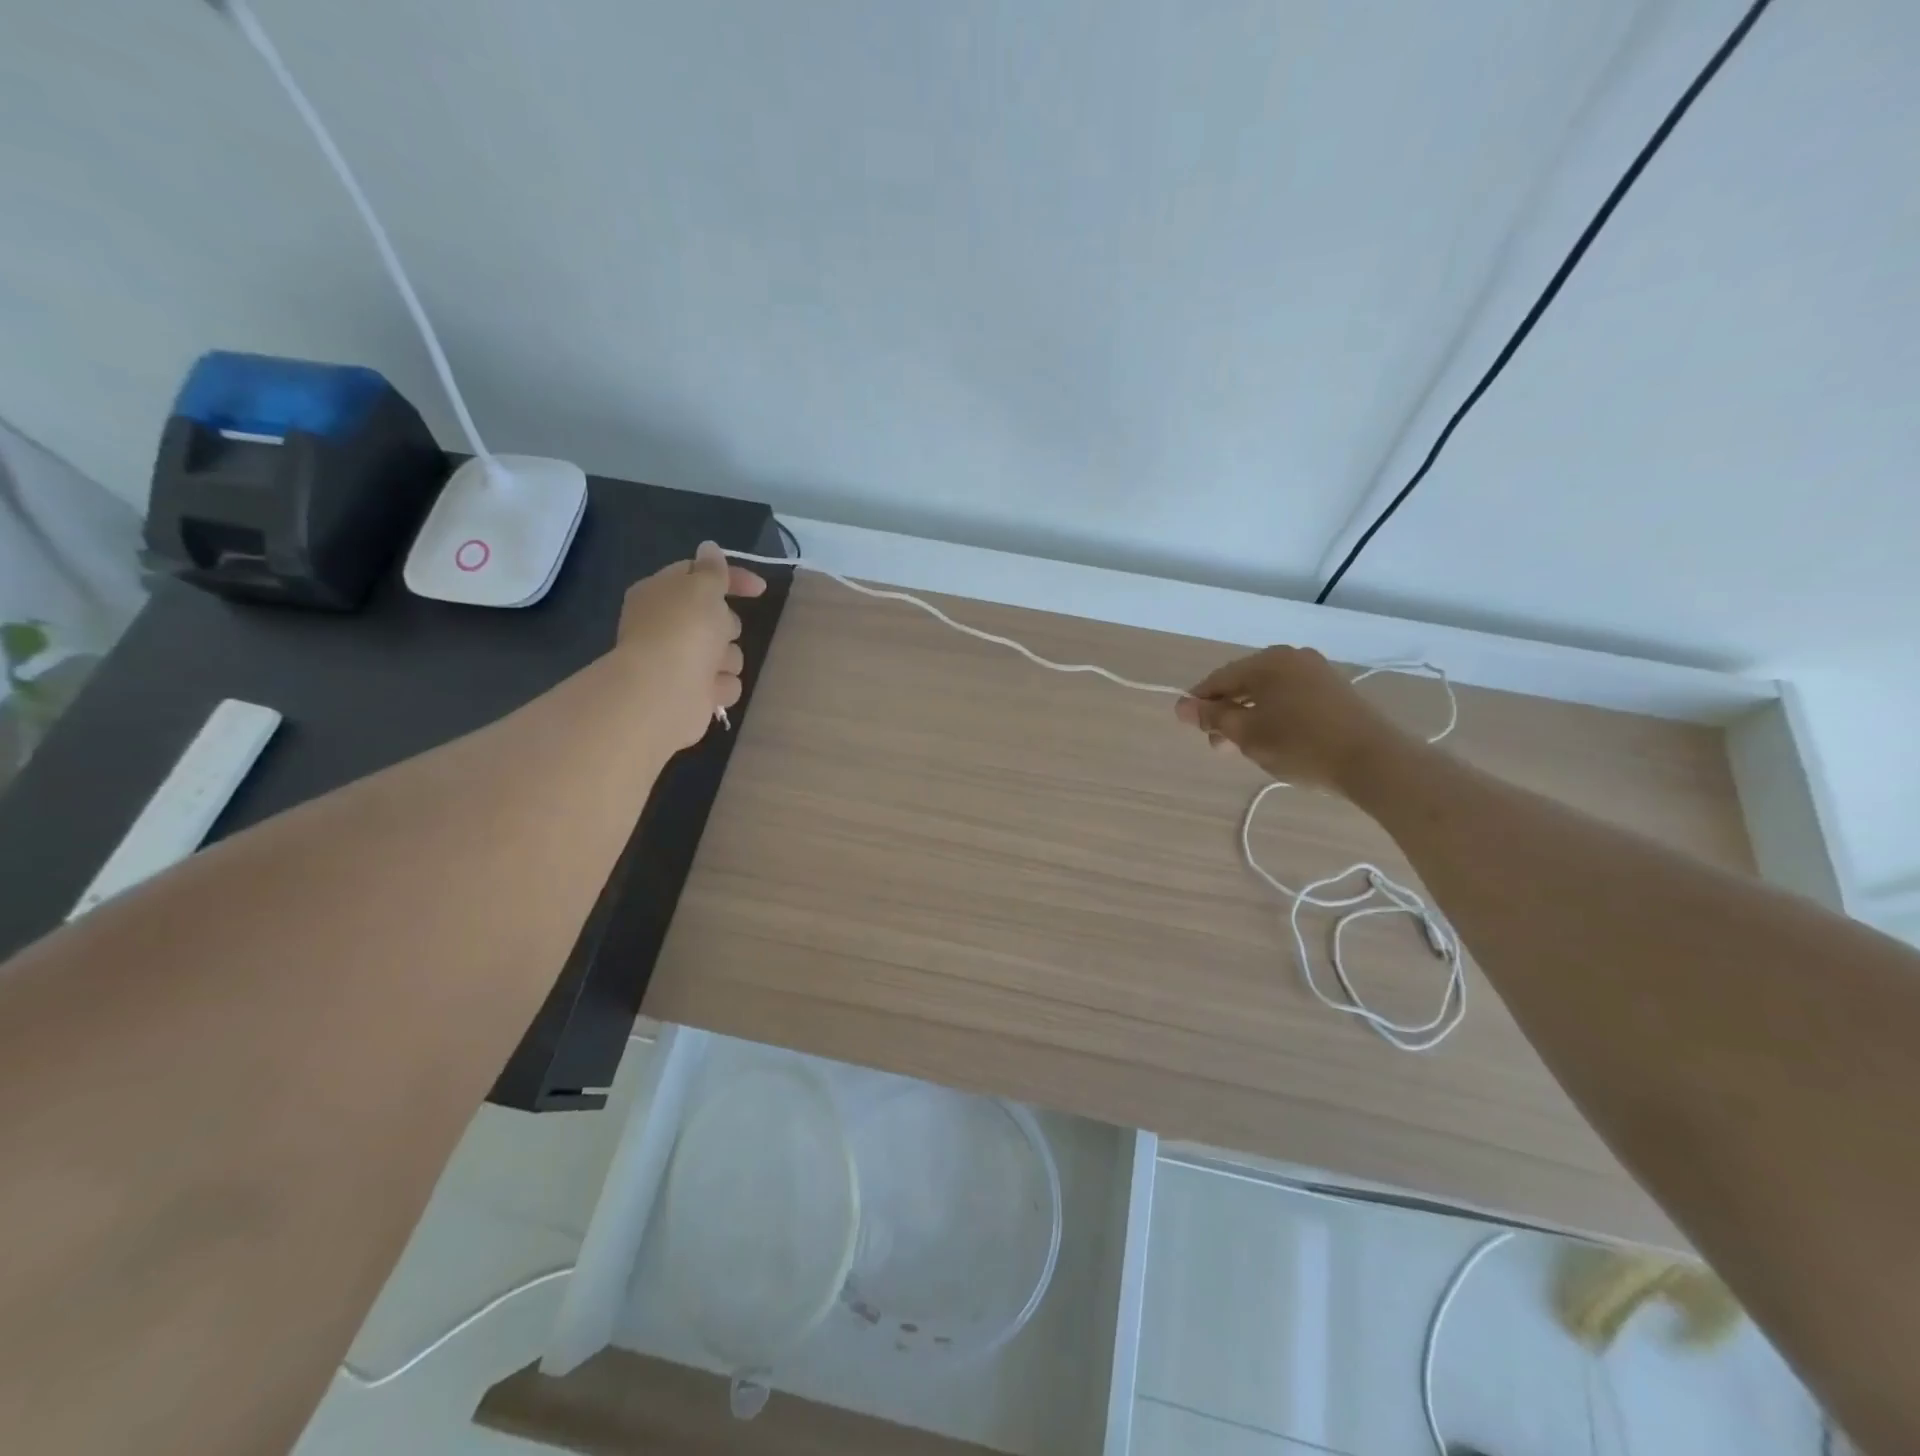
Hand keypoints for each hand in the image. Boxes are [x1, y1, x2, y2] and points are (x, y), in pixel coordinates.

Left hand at [614, 542, 765, 749]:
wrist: (664, 692)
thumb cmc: (683, 631)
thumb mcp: (702, 588)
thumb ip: (712, 570)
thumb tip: (709, 548)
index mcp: (660, 593)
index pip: (699, 575)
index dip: (731, 578)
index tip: (760, 589)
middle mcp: (667, 626)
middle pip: (717, 618)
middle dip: (727, 625)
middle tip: (718, 632)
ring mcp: (679, 661)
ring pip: (726, 653)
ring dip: (727, 659)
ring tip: (713, 667)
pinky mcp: (693, 693)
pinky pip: (724, 683)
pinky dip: (721, 686)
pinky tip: (711, 689)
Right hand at [1175, 645, 1404, 791]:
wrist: (1374, 761)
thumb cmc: (1300, 745)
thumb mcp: (1247, 734)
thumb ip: (1212, 718)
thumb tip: (1181, 705)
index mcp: (1267, 661)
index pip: (1219, 679)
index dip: (1199, 703)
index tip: (1189, 728)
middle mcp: (1292, 657)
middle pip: (1244, 683)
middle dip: (1226, 713)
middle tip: (1219, 746)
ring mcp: (1317, 672)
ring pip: (1268, 693)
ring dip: (1250, 717)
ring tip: (1246, 748)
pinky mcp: (1335, 691)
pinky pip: (1291, 698)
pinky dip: (1275, 715)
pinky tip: (1275, 740)